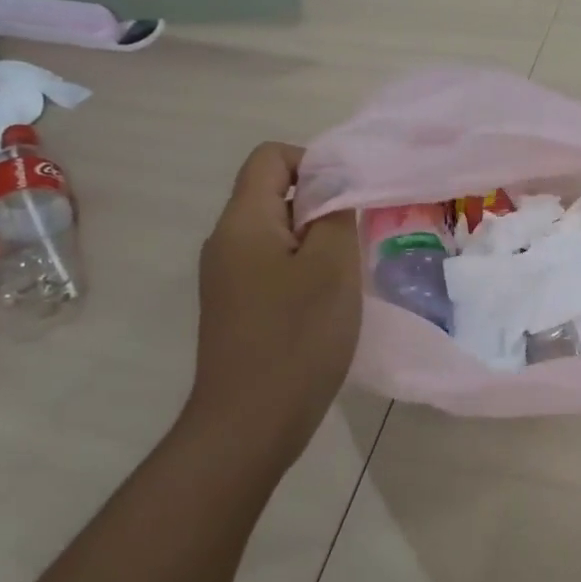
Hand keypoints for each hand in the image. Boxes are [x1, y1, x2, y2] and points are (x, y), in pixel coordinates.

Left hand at [186, 143, 361, 472]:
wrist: (249, 424)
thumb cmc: (296, 337)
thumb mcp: (332, 266)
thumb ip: (336, 212)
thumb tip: (334, 182)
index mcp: (243, 221)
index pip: (270, 157)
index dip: (312, 163)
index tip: (347, 198)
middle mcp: (226, 241)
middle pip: (273, 194)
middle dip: (320, 206)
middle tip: (355, 240)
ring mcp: (226, 277)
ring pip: (276, 233)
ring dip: (315, 242)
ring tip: (345, 274)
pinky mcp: (236, 307)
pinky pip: (271, 266)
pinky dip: (302, 270)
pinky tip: (325, 304)